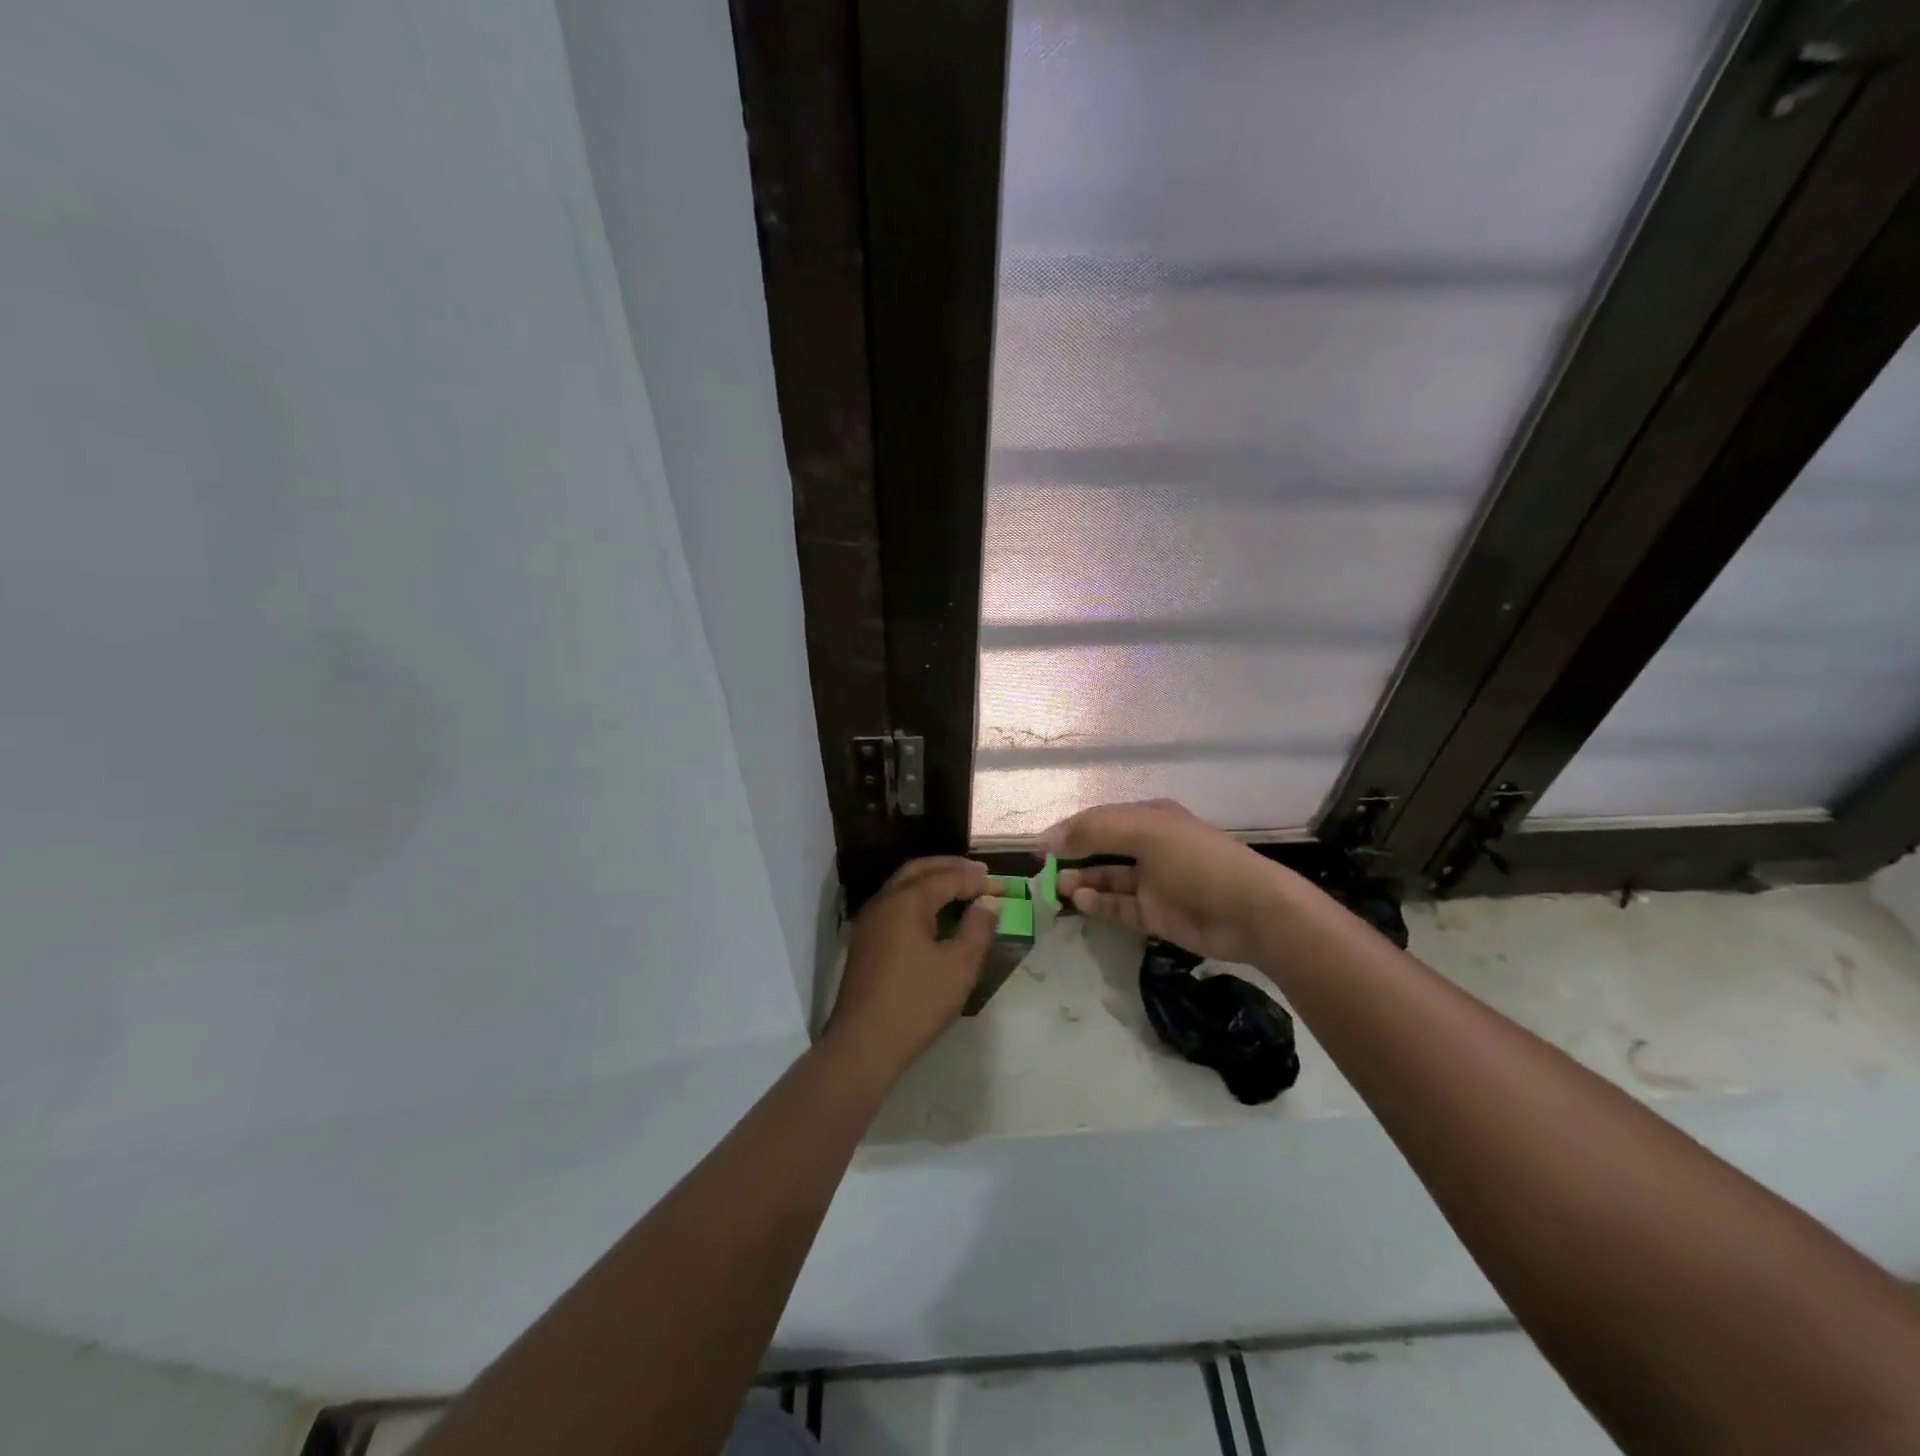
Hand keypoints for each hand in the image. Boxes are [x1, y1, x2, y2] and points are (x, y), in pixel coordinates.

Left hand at [826, 856, 999, 1073]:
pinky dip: (919, 898)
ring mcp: (870, 921)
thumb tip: (988, 902)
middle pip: (919, 870)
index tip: (1003, 887)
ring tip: (961, 889)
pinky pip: (895, 904)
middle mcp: (884, 901)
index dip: (977, 880)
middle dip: (951, 868)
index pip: (947, 877)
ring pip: (903, 885)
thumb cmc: (917, 1002)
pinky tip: (935, 916)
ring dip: (933, 881)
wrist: (864, 1044)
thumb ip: (978, 928)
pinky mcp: (865, 941)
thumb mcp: (960, 966)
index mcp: (906, 901)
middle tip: (979, 874)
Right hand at [1043, 799, 1287, 964]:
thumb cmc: (1196, 861)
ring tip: (1058, 888)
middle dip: (1071, 856)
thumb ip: (1094, 831)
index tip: (1038, 847)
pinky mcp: (1154, 914)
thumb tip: (1048, 839)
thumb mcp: (1144, 832)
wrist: (1250, 912)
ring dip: (1082, 881)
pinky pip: (1118, 907)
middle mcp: (1148, 846)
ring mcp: (1152, 882)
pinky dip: (1098, 904)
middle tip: (1042, 871)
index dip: (1067, 830)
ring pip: (1106, 879)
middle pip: (1100, 848)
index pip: (1098, 819)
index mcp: (1148, 818)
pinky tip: (1082, 902)